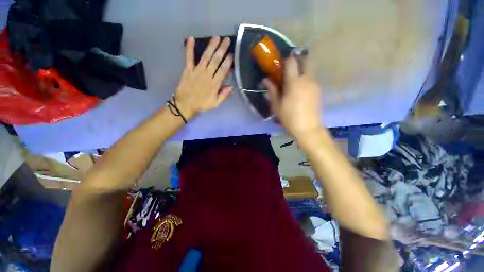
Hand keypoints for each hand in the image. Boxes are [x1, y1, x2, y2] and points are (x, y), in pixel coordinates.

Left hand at [174, 36, 232, 118]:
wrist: (185, 104)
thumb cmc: (202, 104)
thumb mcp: (215, 103)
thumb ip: (223, 95)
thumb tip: (231, 87)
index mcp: (214, 84)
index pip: (223, 70)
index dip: (228, 61)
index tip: (232, 54)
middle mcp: (207, 75)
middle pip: (216, 60)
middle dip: (222, 50)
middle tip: (227, 40)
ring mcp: (197, 71)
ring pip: (205, 56)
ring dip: (211, 46)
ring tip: (216, 37)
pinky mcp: (188, 69)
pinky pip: (189, 57)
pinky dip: (189, 48)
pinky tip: (191, 38)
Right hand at [265, 54, 321, 137]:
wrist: (308, 128)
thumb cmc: (289, 117)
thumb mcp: (277, 106)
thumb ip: (272, 91)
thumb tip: (266, 80)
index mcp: (294, 82)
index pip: (292, 62)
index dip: (286, 60)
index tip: (281, 64)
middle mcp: (307, 79)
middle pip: (307, 59)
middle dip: (300, 59)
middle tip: (291, 67)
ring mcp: (315, 84)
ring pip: (311, 69)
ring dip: (304, 69)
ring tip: (295, 81)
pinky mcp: (319, 90)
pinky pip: (313, 78)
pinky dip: (307, 79)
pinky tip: (301, 90)